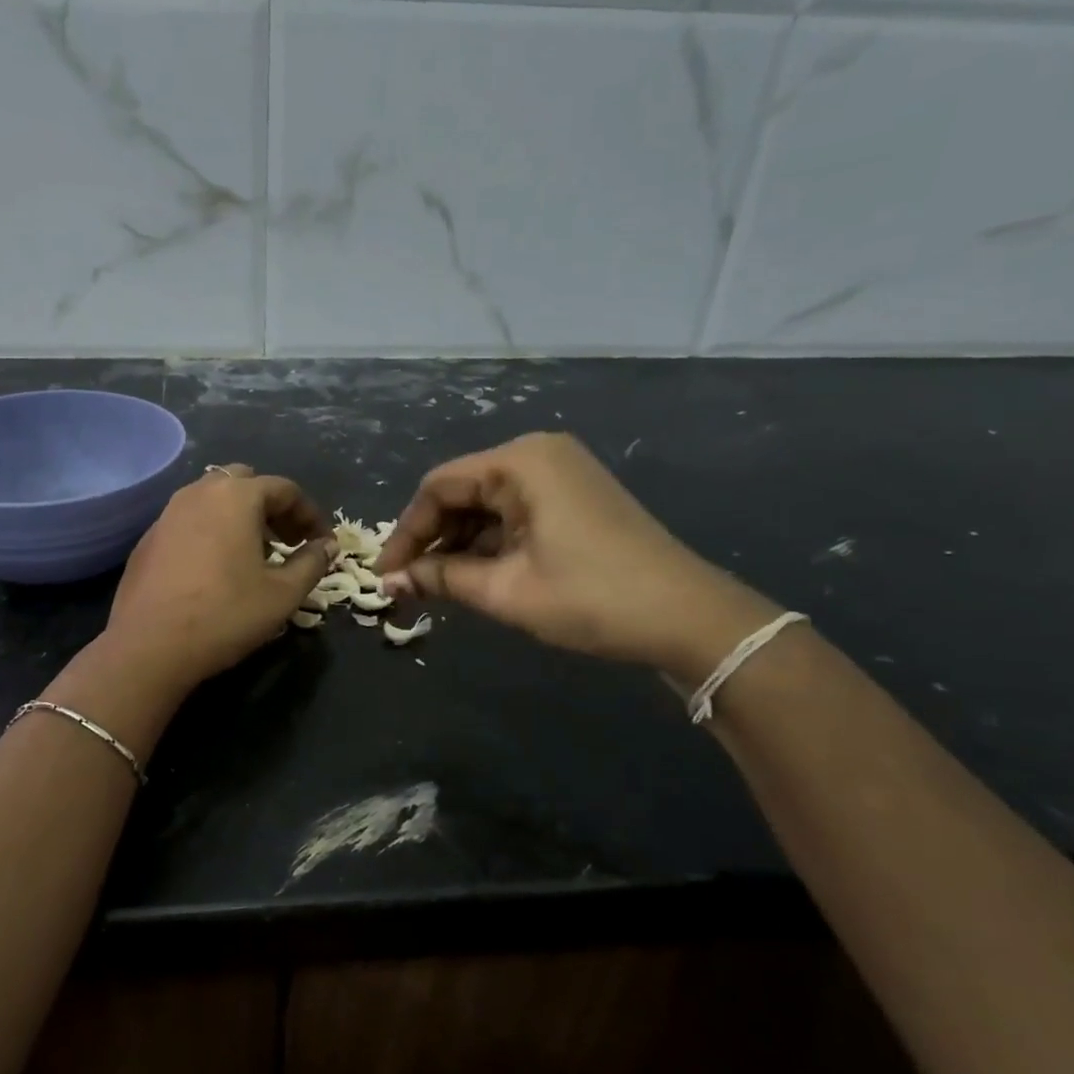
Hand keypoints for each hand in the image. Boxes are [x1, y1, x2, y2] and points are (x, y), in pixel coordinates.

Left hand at [104, 464, 334, 688]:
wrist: (149, 646)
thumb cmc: (225, 614)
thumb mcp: (283, 594)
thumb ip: (312, 563)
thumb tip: (327, 546)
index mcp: (237, 496)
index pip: (285, 489)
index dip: (310, 515)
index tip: (322, 544)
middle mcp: (200, 492)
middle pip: (246, 483)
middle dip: (273, 508)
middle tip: (288, 542)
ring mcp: (168, 513)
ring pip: (214, 499)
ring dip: (241, 517)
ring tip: (255, 554)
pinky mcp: (148, 538)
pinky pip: (189, 520)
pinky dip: (212, 531)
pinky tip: (216, 568)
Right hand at [376, 433, 774, 673]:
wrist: (688, 617)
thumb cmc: (591, 597)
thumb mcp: (506, 590)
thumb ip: (441, 578)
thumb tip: (390, 581)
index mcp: (520, 462)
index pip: (438, 486)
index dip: (406, 531)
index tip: (385, 574)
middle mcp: (537, 456)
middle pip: (461, 492)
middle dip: (431, 540)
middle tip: (406, 585)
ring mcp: (559, 475)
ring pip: (486, 506)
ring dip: (458, 546)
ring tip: (435, 588)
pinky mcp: (573, 499)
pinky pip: (513, 515)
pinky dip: (489, 545)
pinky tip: (473, 576)